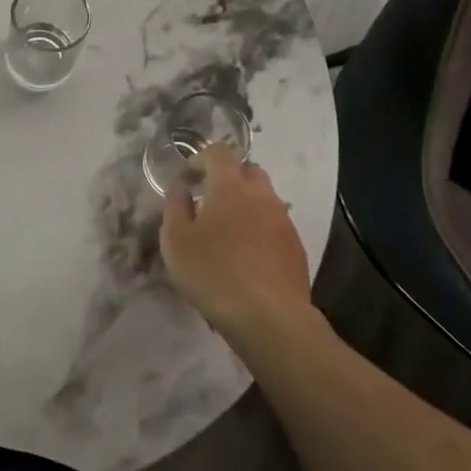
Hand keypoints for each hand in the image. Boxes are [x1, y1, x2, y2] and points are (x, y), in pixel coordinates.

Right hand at [160, 143, 313, 336]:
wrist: (269, 318)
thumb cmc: (214, 272)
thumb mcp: (175, 239)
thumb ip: (175, 205)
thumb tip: (181, 187)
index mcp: (231, 185)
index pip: (218, 152)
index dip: (200, 159)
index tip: (187, 180)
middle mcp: (262, 194)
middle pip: (247, 170)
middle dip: (227, 178)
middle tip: (208, 201)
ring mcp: (283, 220)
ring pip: (263, 198)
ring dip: (244, 204)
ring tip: (226, 232)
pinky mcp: (296, 246)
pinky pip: (273, 224)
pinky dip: (258, 228)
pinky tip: (246, 256)